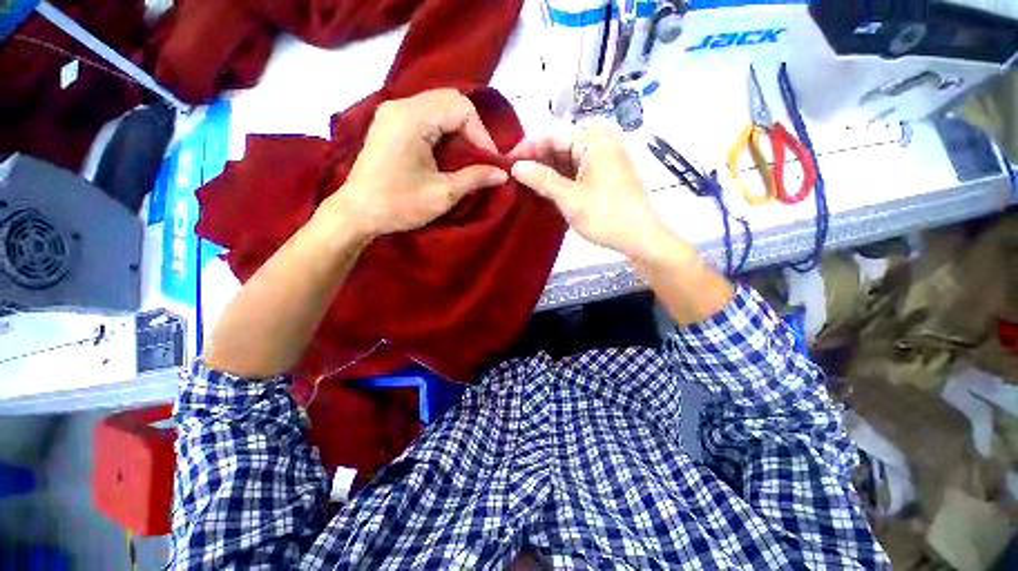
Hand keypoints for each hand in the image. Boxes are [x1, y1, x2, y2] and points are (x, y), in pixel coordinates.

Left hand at [322, 89, 508, 238]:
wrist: (357, 213)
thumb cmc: (400, 205)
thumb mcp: (443, 194)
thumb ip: (475, 178)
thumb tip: (503, 174)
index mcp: (412, 118)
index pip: (461, 108)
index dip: (482, 134)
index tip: (491, 162)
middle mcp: (401, 105)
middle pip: (450, 101)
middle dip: (472, 130)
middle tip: (482, 158)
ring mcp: (393, 112)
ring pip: (439, 107)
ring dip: (459, 131)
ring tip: (468, 158)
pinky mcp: (390, 123)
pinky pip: (426, 116)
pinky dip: (444, 132)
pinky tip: (448, 154)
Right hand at [509, 126, 668, 259]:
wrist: (640, 237)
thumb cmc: (605, 215)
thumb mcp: (570, 198)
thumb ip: (542, 179)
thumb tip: (515, 167)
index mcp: (594, 140)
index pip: (553, 137)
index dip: (528, 148)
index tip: (507, 161)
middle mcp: (600, 143)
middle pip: (560, 147)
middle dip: (537, 161)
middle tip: (513, 176)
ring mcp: (603, 159)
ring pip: (567, 160)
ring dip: (547, 171)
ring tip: (524, 183)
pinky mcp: (604, 175)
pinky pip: (576, 171)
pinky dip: (560, 179)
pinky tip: (544, 188)